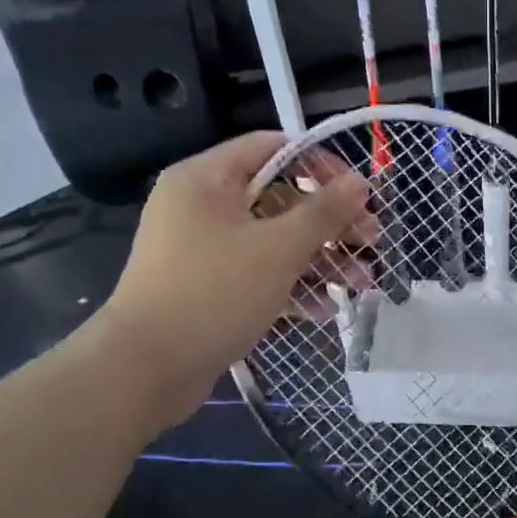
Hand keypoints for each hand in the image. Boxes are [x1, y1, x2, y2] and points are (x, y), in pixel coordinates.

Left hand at [87, 131, 371, 430]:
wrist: (144, 370)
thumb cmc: (213, 293)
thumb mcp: (278, 248)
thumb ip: (323, 211)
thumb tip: (360, 181)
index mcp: (207, 179)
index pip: (273, 147)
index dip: (321, 164)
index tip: (359, 193)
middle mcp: (202, 205)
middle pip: (280, 197)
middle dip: (331, 223)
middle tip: (372, 242)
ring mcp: (203, 248)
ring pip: (274, 239)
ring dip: (320, 258)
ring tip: (360, 285)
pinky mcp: (207, 285)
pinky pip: (258, 271)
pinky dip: (291, 285)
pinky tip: (323, 310)